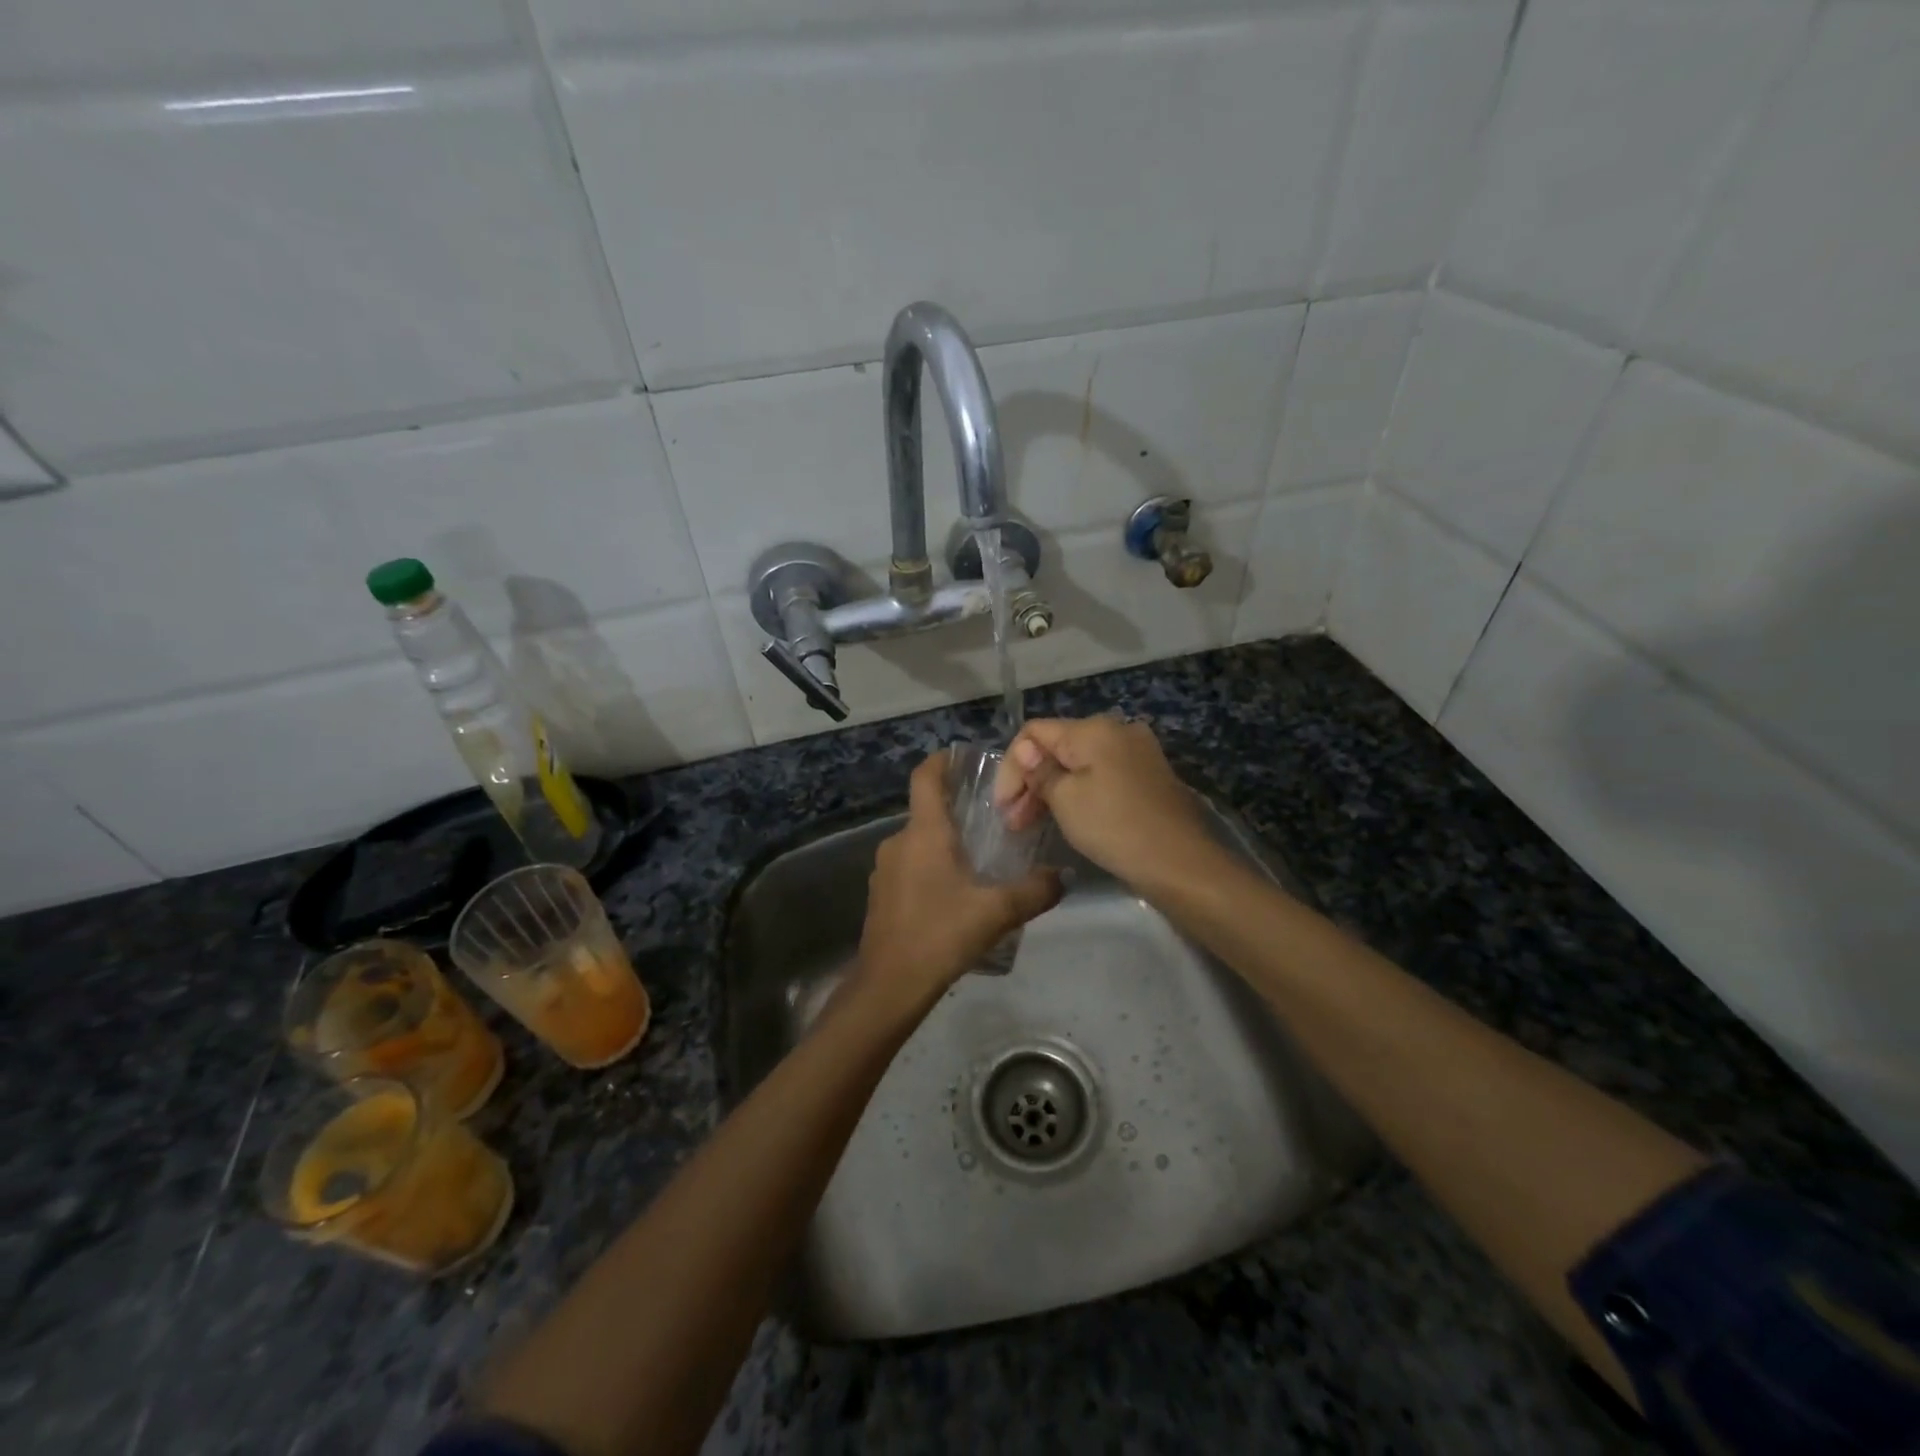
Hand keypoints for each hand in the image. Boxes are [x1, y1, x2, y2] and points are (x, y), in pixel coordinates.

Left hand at [850, 750, 1060, 1013]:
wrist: (889, 984)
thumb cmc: (940, 935)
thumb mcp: (997, 912)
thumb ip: (1035, 891)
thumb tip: (1065, 876)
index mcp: (924, 833)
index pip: (925, 777)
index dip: (942, 760)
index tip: (963, 756)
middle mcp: (899, 841)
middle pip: (926, 811)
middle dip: (956, 810)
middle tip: (992, 819)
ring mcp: (885, 869)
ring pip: (919, 842)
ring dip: (945, 844)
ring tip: (979, 859)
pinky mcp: (881, 894)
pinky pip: (910, 867)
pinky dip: (932, 868)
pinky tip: (955, 894)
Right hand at [994, 717, 1213, 891]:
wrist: (1182, 863)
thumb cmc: (1115, 827)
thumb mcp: (1066, 800)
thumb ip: (1040, 771)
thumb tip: (1025, 751)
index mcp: (1093, 729)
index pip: (1034, 732)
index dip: (1011, 766)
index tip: (1002, 806)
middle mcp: (1117, 730)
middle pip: (1057, 747)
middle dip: (1030, 781)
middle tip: (1013, 822)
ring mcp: (1137, 752)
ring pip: (1078, 763)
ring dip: (1051, 789)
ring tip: (1031, 824)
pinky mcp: (1148, 776)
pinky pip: (1100, 776)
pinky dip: (1078, 793)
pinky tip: (1066, 817)